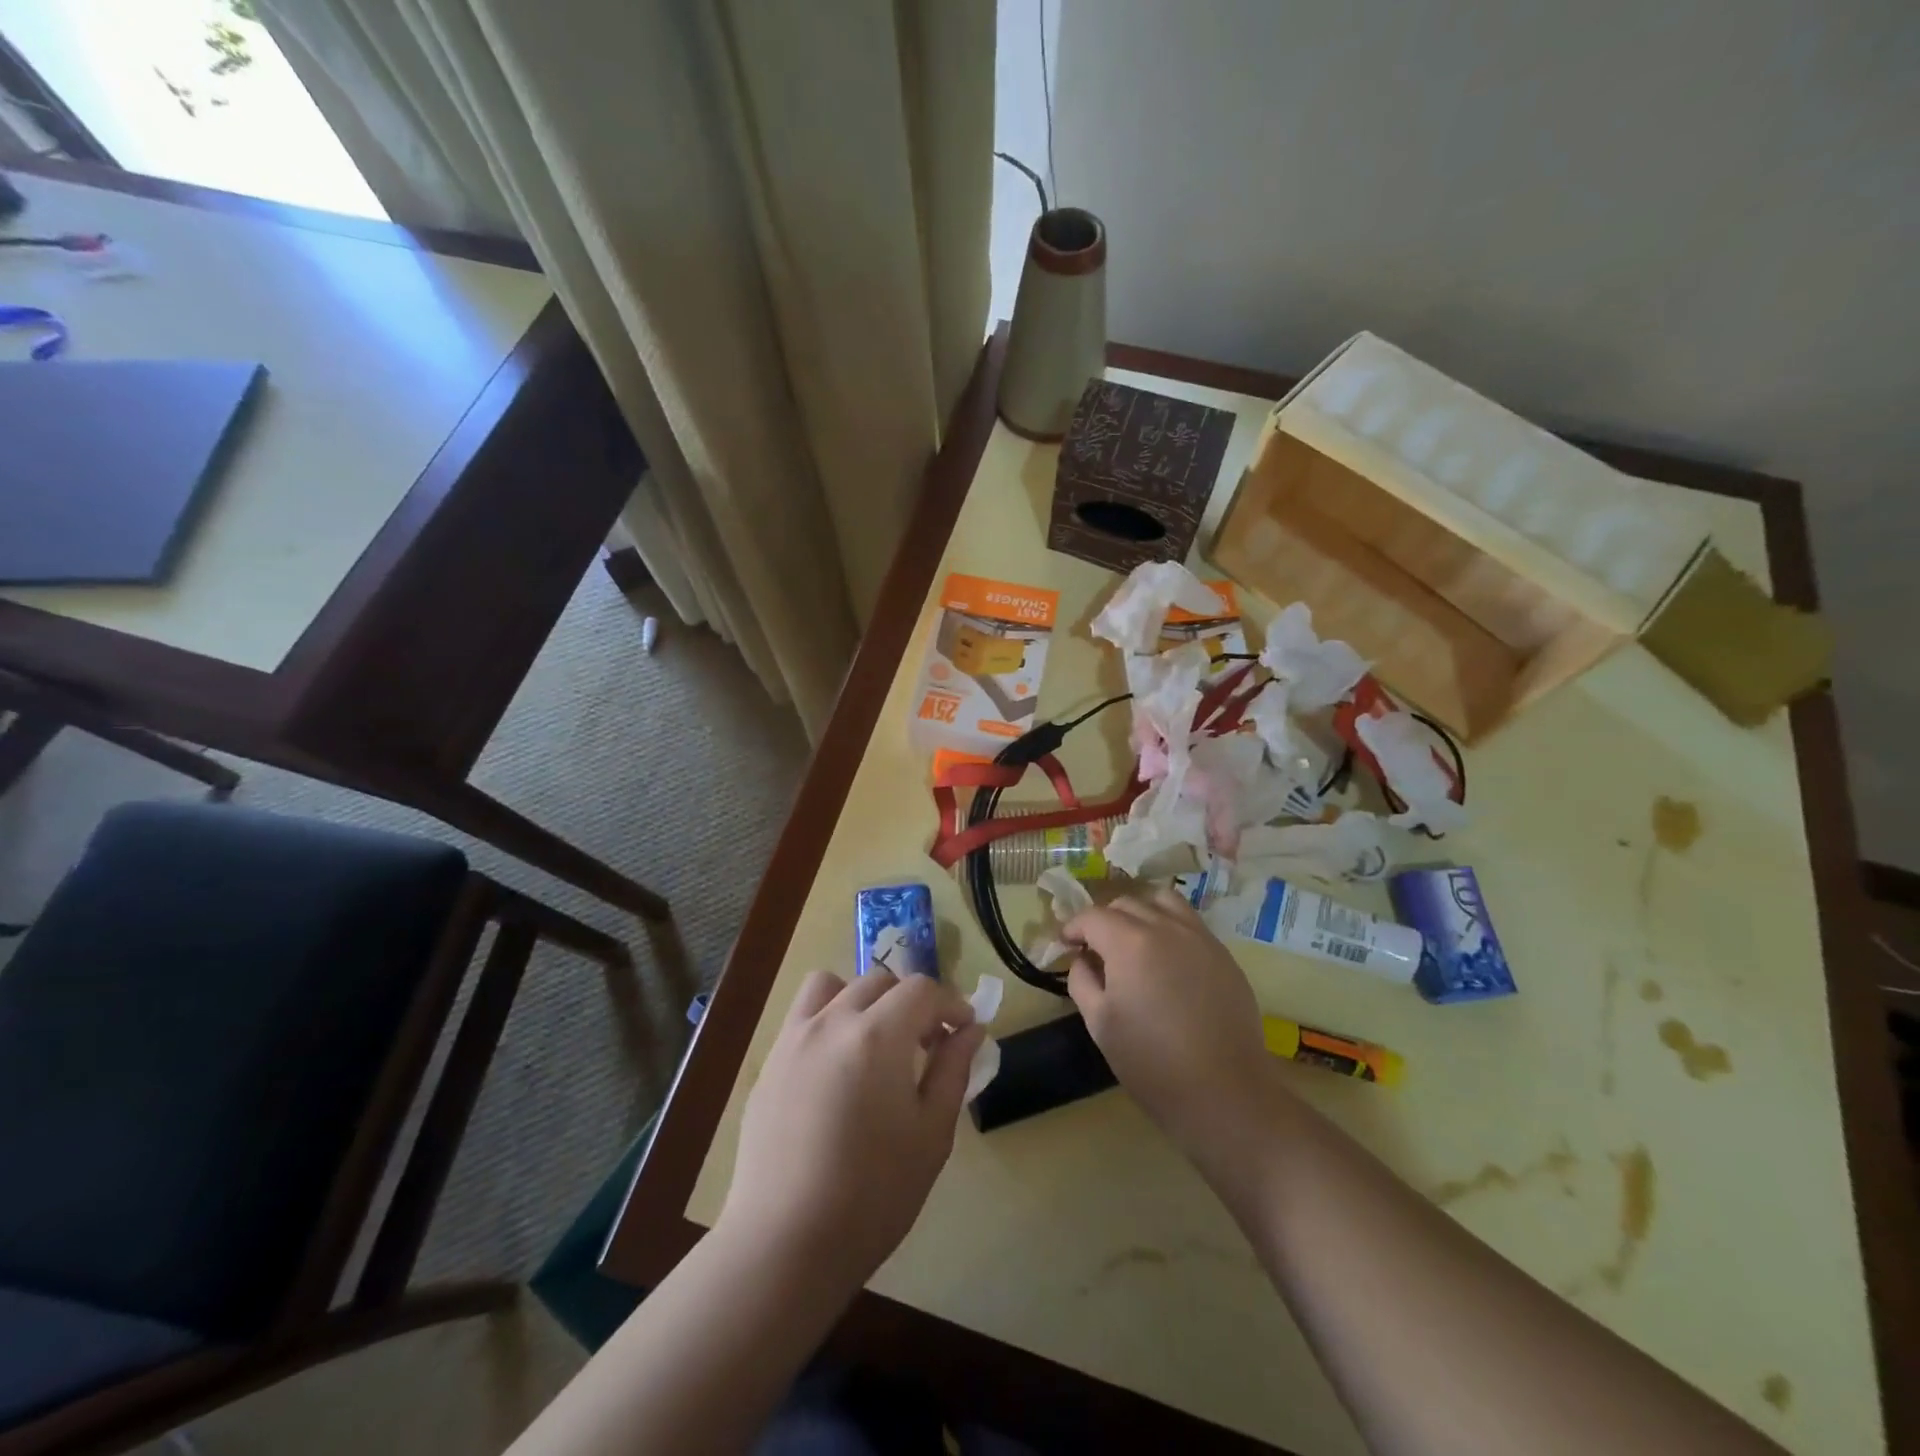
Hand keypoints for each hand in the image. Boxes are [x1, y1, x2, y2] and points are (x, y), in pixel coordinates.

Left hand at [718, 970, 985, 1296]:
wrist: (785, 1244)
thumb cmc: (873, 1194)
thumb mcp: (931, 1134)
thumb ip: (953, 1069)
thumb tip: (971, 1030)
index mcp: (878, 1035)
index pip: (922, 989)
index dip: (951, 1003)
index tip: (964, 1031)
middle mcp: (833, 1021)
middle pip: (880, 981)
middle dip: (911, 1002)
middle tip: (926, 1044)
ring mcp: (794, 1038)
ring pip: (833, 985)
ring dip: (862, 998)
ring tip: (874, 1040)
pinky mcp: (770, 1062)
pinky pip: (803, 1015)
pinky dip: (828, 1018)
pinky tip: (836, 1067)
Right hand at [1063, 888, 1271, 1147]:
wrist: (1225, 1092)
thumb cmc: (1151, 1062)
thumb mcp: (1099, 1023)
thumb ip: (1082, 980)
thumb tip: (1083, 958)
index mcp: (1129, 942)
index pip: (1092, 917)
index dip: (1073, 927)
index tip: (1065, 944)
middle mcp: (1165, 927)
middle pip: (1126, 904)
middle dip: (1104, 920)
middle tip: (1096, 949)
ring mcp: (1199, 937)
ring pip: (1162, 903)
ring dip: (1140, 914)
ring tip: (1134, 942)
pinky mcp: (1223, 954)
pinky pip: (1189, 923)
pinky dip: (1169, 927)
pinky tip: (1167, 959)